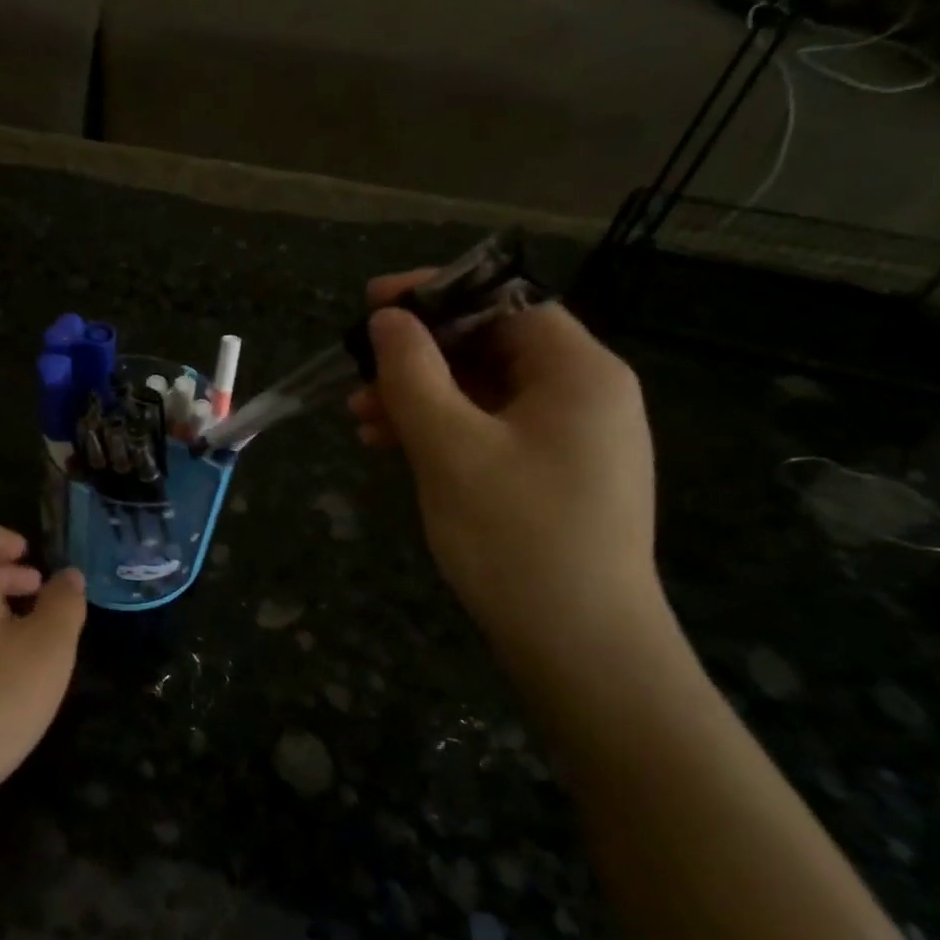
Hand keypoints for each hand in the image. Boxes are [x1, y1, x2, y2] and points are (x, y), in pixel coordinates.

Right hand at [349, 274, 659, 656]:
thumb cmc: (515, 535)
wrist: (578, 645)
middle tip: (356, 376)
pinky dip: (442, 432)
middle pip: (490, 347)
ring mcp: (570, 438)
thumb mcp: (450, 447)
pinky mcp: (552, 475)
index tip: (373, 304)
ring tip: (361, 420)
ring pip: (483, 393)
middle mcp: (583, 394)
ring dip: (420, 398)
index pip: (505, 302)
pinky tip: (393, 448)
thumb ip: (413, 374)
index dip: (436, 295)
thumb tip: (388, 319)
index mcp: (577, 371)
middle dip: (418, 358)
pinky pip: (490, 431)